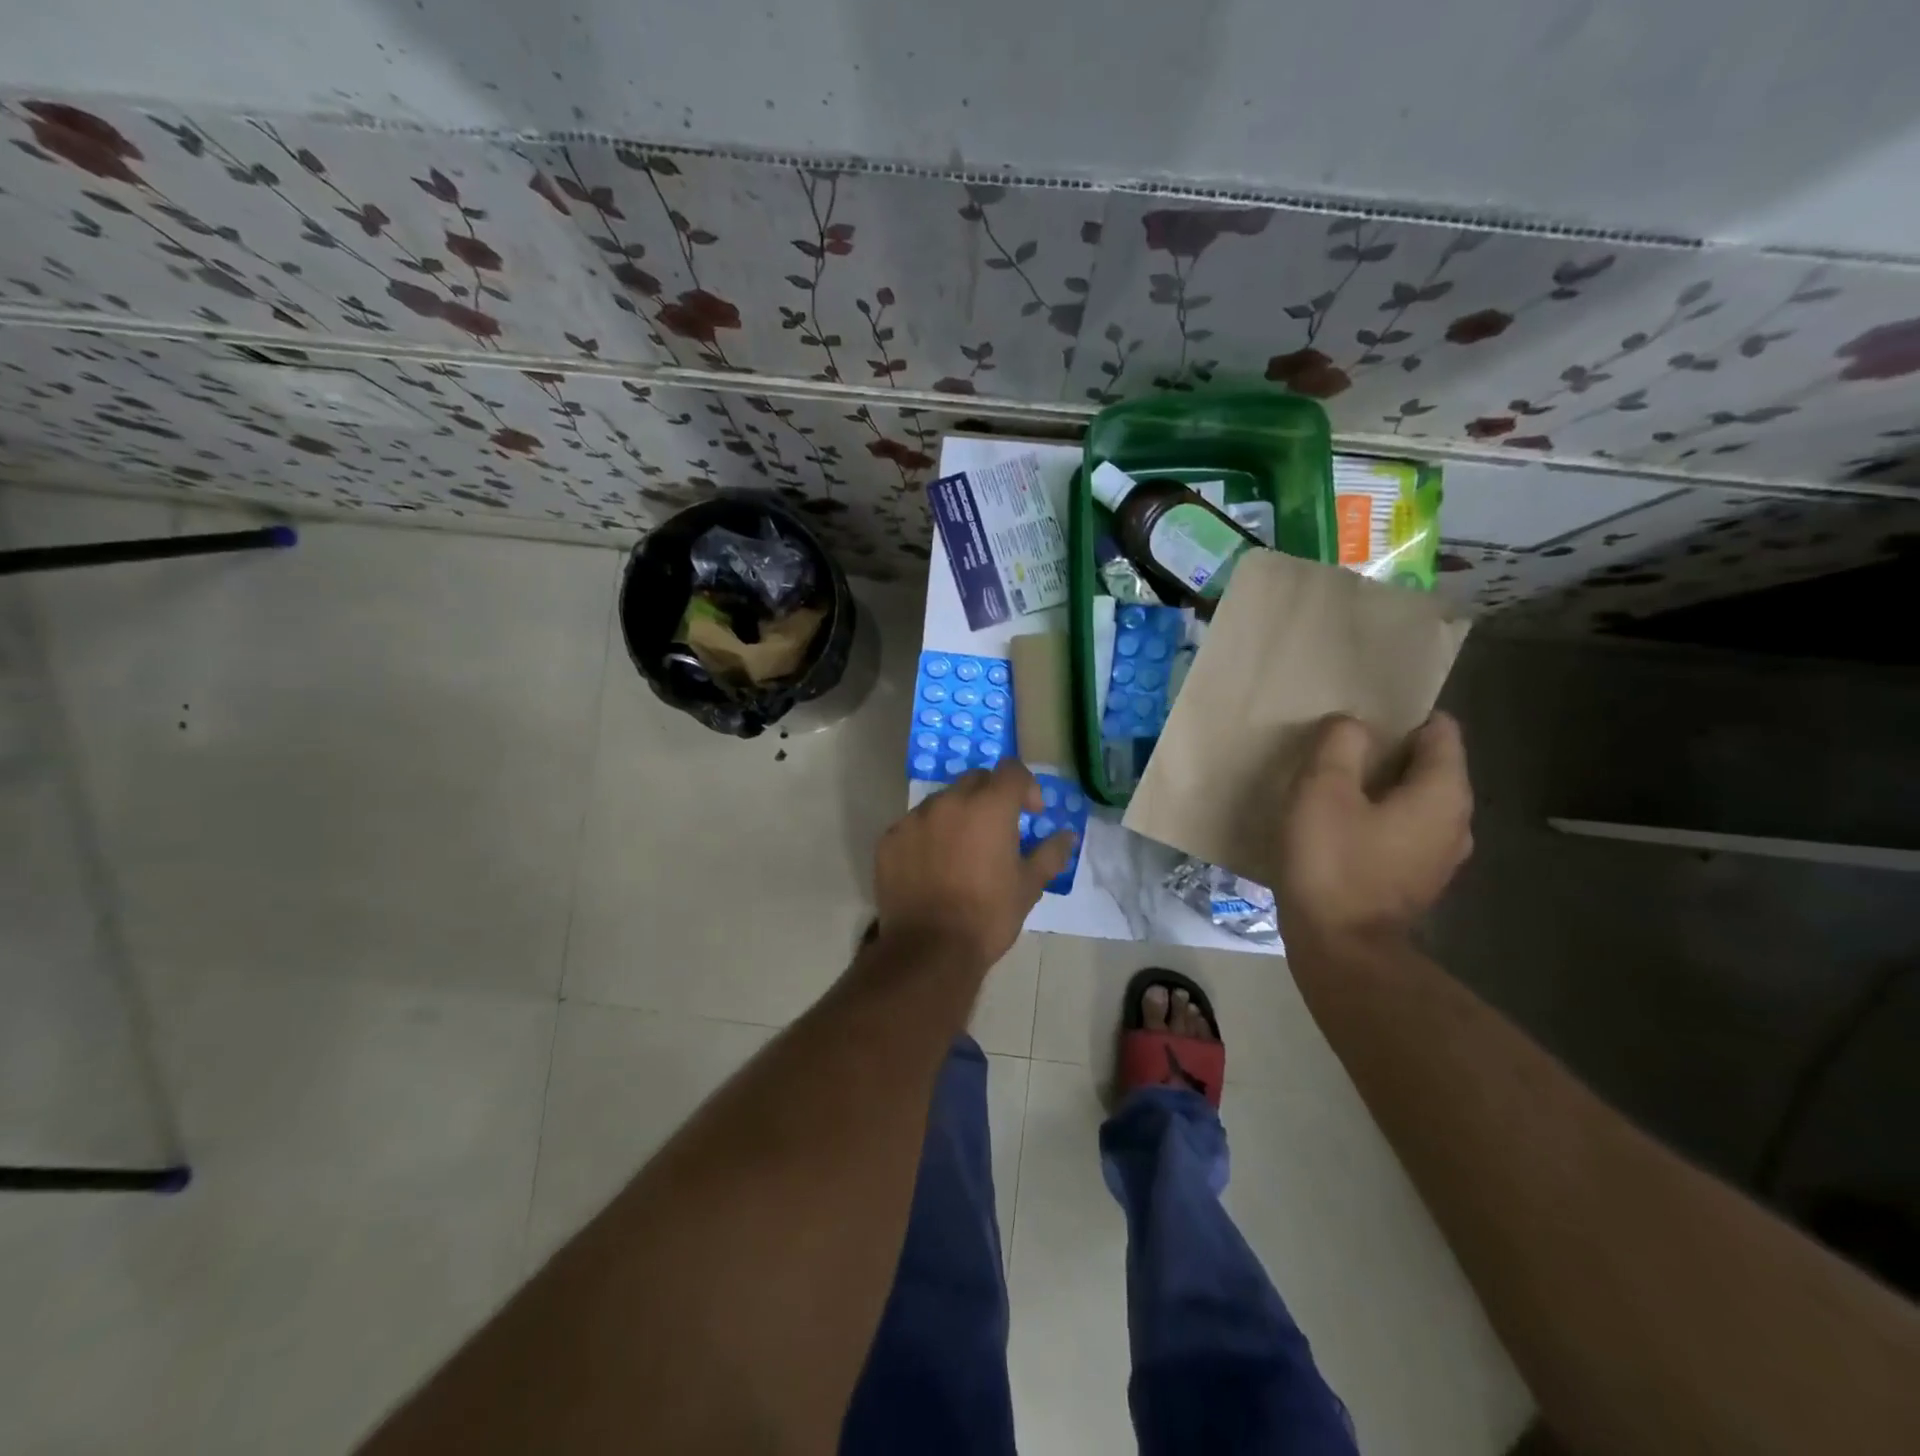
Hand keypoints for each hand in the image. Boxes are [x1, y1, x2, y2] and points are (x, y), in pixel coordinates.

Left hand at [872, 761, 1075, 970]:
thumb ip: (1050, 854)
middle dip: (991, 797)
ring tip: (962, 851)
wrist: (929, 949)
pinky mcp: (889, 839)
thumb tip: (1067, 836)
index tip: (1030, 813)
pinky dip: (927, 836)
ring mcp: (914, 818)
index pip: (1011, 770)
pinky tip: (932, 867)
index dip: (1026, 786)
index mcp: (989, 806)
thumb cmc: (988, 915)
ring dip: (957, 816)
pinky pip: (914, 826)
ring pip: (942, 801)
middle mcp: (949, 801)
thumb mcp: (1029, 886)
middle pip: (975, 780)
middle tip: (997, 831)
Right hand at [1276, 712, 1472, 949]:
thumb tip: (1352, 726)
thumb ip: (1340, 745)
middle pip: (1425, 765)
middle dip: (1384, 751)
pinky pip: (1401, 832)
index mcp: (1443, 792)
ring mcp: (1439, 857)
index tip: (1358, 716)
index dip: (1401, 714)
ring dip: (1377, 788)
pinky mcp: (1415, 882)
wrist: (1340, 949)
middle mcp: (1455, 822)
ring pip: (1411, 801)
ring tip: (1332, 786)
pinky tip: (1337, 827)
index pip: (1440, 729)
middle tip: (1335, 749)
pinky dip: (1376, 820)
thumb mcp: (1324, 790)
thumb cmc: (1334, 863)